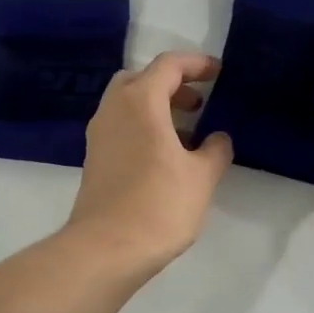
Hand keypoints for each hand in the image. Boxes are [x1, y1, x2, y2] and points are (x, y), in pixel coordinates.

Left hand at [67, 51, 233, 269]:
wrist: (107, 248)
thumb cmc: (159, 205)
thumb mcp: (201, 177)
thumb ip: (215, 150)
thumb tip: (218, 138)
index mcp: (140, 102)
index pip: (168, 65)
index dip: (196, 64)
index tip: (218, 73)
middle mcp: (113, 109)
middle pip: (141, 79)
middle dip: (172, 84)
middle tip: (199, 101)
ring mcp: (99, 135)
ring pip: (128, 103)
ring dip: (157, 107)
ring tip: (188, 131)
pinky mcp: (94, 159)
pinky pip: (121, 126)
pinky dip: (143, 126)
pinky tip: (165, 155)